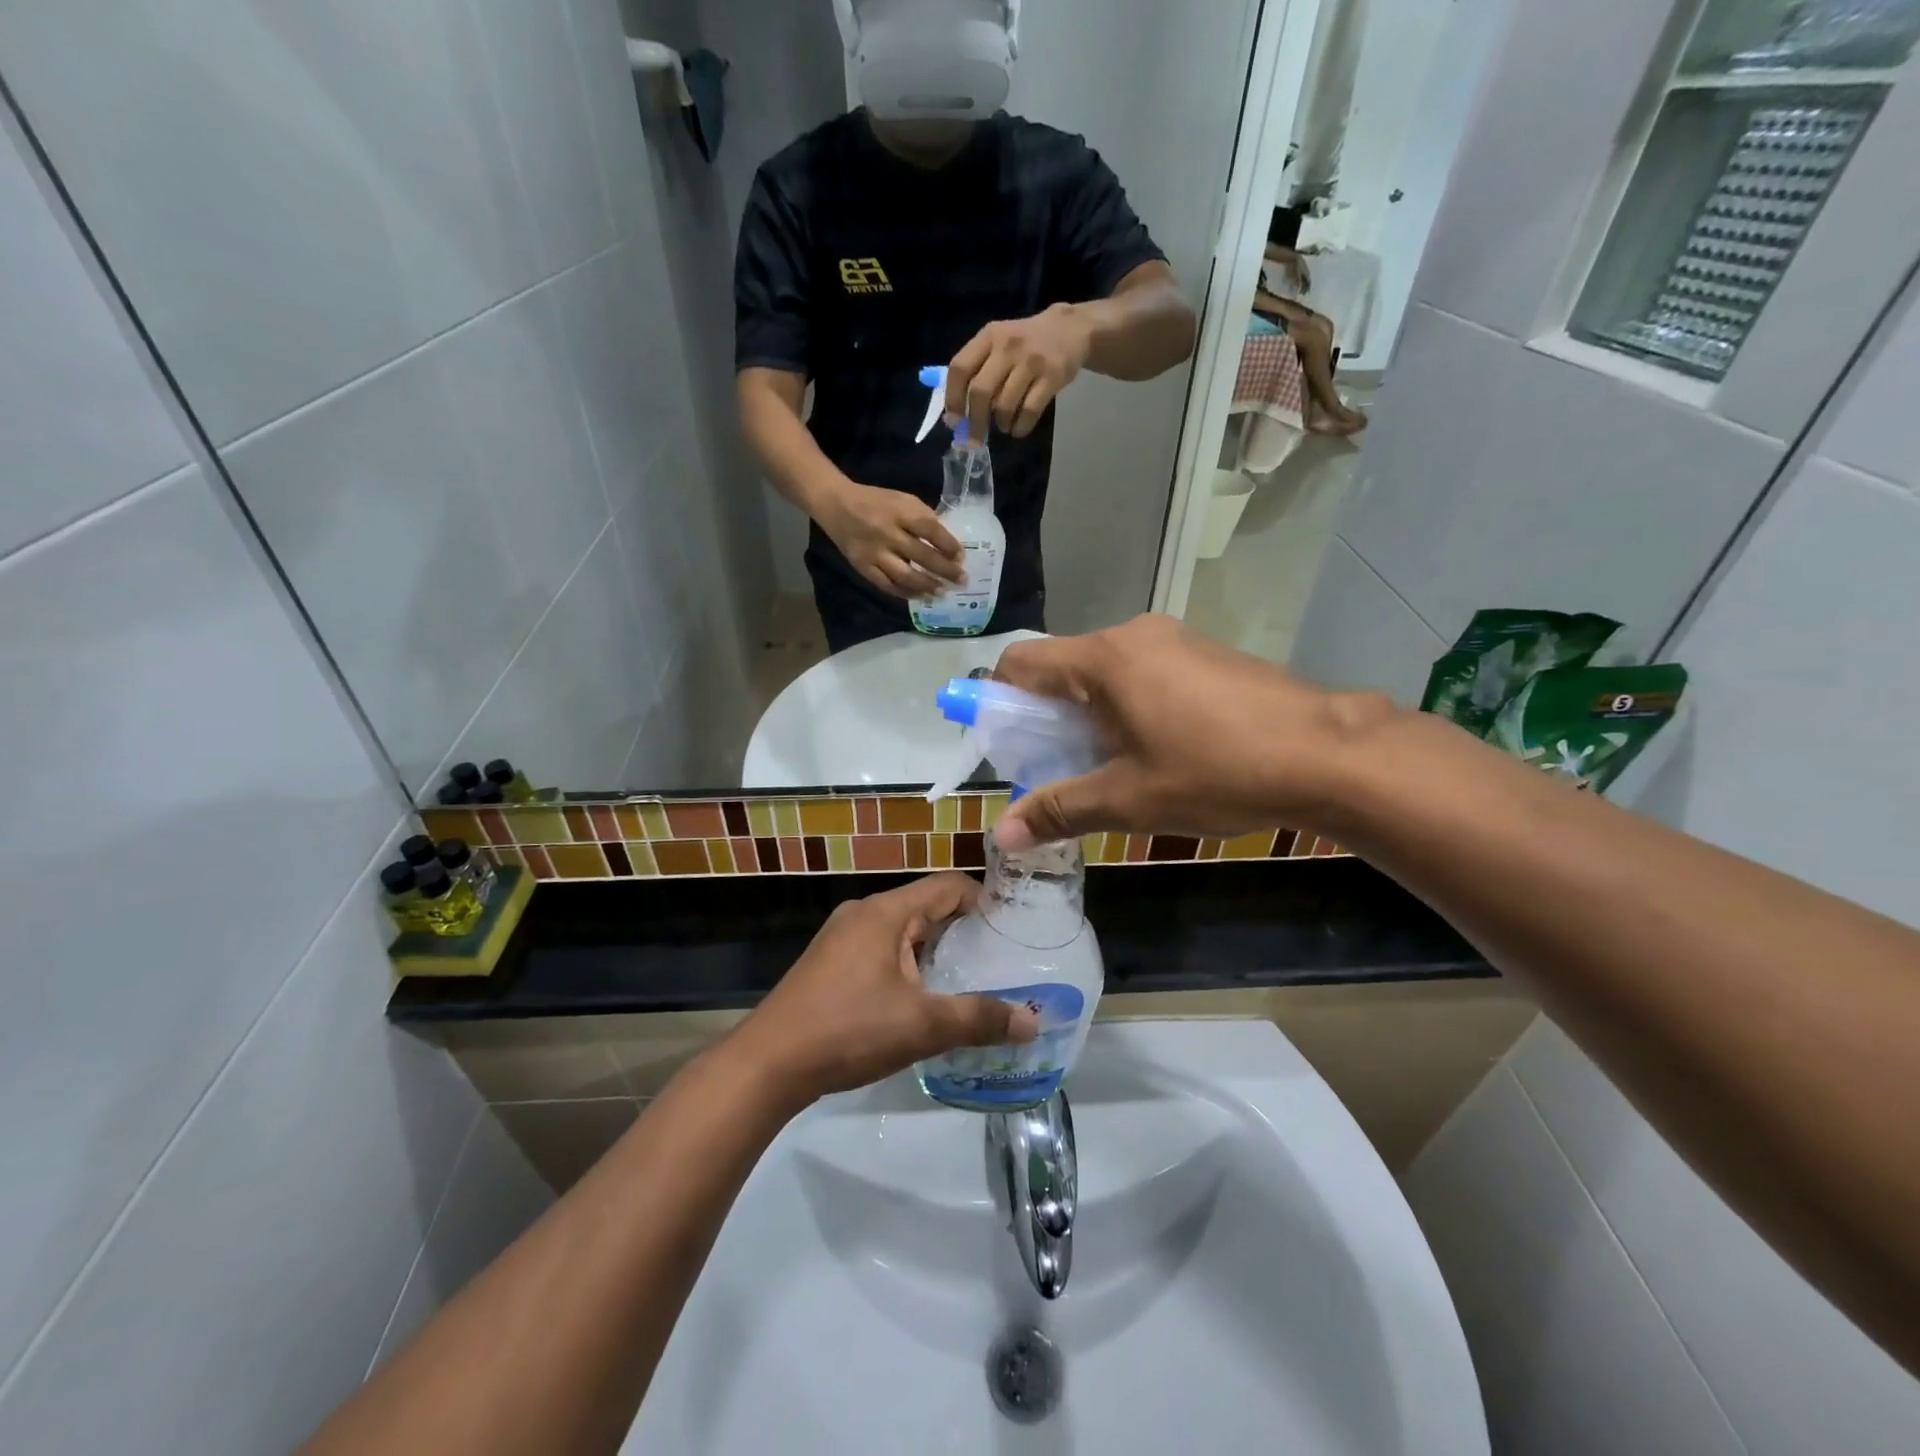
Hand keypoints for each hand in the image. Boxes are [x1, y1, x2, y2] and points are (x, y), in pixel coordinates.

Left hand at [730, 874, 1038, 1104]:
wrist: (767, 1064)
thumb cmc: (848, 1030)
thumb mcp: (921, 1026)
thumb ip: (978, 1019)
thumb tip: (1032, 1021)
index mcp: (886, 911)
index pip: (948, 885)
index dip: (984, 901)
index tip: (1013, 929)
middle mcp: (864, 913)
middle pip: (926, 906)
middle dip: (963, 930)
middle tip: (1000, 960)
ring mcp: (842, 937)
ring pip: (903, 931)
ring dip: (935, 950)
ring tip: (969, 981)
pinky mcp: (830, 962)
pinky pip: (881, 949)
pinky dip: (908, 964)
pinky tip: (921, 999)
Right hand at [818, 481, 965, 597]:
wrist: (836, 505)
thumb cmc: (876, 501)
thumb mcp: (903, 500)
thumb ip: (923, 518)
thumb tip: (946, 544)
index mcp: (900, 511)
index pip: (931, 530)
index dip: (949, 545)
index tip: (962, 557)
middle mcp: (888, 533)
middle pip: (922, 556)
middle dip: (945, 570)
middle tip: (961, 581)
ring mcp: (874, 553)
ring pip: (905, 576)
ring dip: (927, 586)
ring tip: (942, 593)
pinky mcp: (863, 567)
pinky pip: (887, 585)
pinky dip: (905, 593)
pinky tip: (919, 596)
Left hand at [946, 304, 1093, 440]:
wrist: (1071, 330)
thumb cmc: (1026, 343)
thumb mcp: (998, 343)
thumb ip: (977, 370)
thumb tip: (956, 415)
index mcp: (989, 336)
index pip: (960, 368)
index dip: (953, 398)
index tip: (954, 421)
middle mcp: (1008, 346)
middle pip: (980, 391)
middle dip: (975, 421)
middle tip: (975, 438)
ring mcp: (1032, 360)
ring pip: (1004, 405)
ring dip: (1001, 424)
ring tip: (1003, 426)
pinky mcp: (1053, 376)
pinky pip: (1029, 411)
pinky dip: (1020, 427)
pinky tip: (1018, 429)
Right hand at [992, 615, 1396, 848]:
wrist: (1328, 753)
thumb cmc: (1217, 772)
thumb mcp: (1129, 799)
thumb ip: (1060, 809)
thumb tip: (1002, 834)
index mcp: (1103, 660)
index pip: (1020, 663)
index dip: (998, 702)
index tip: (1009, 747)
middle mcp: (1132, 636)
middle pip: (1061, 668)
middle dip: (1048, 718)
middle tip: (1061, 769)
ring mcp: (1173, 640)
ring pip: (1103, 673)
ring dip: (1090, 715)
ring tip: (1114, 766)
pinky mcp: (1204, 652)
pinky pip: (1142, 673)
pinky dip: (1127, 706)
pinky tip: (1159, 748)